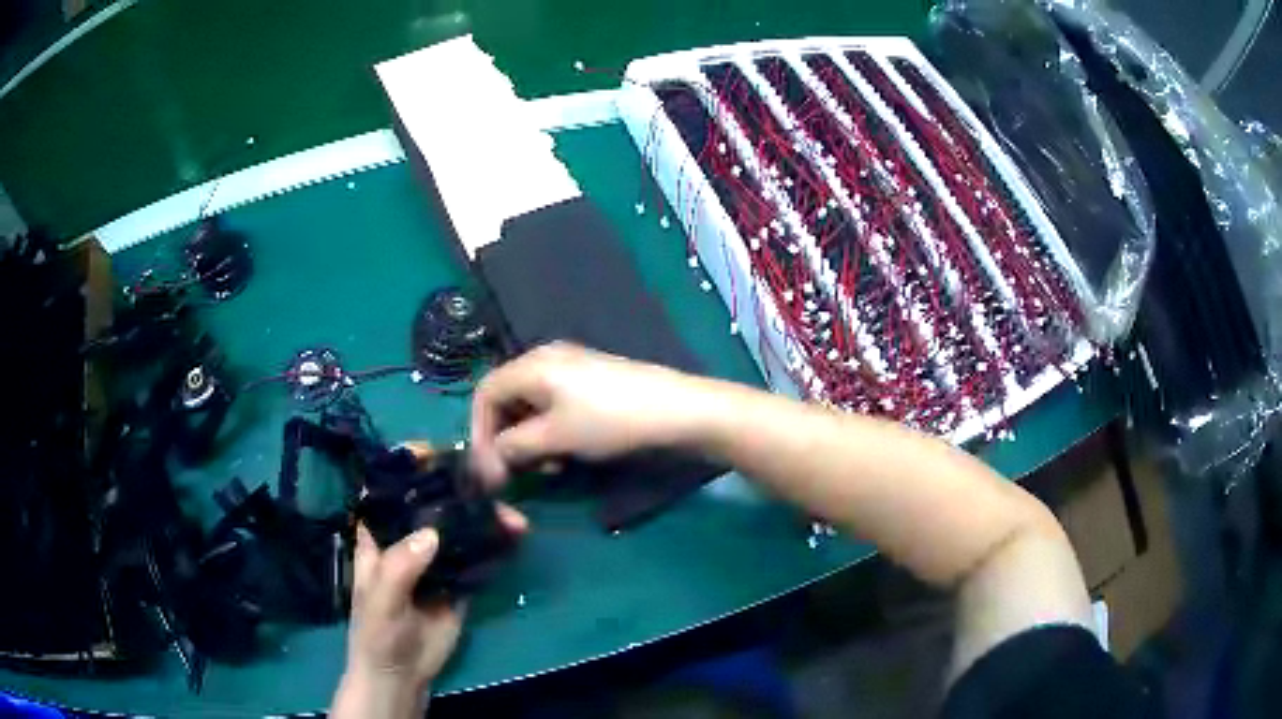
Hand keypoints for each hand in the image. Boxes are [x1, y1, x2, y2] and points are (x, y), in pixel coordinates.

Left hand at [332, 445, 527, 718]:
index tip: (435, 453)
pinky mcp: (459, 580)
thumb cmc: (376, 633)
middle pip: (431, 503)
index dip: (406, 467)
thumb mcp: (381, 601)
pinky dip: (496, 545)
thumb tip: (432, 534)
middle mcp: (407, 539)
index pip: (387, 490)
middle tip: (489, 479)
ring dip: (486, 518)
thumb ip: (400, 568)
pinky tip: (516, 536)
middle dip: (459, 490)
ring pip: (460, 528)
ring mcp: (435, 559)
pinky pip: (479, 557)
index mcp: (379, 536)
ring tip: (512, 516)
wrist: (402, 674)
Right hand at [469, 342, 705, 484]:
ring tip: (545, 467)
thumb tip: (493, 459)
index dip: (479, 433)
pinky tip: (565, 454)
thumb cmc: (610, 421)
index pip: (485, 394)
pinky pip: (553, 406)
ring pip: (530, 406)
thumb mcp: (556, 437)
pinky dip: (549, 432)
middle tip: (515, 472)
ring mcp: (570, 368)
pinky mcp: (590, 382)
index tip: (487, 469)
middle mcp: (546, 359)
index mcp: (532, 364)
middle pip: (506, 399)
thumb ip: (514, 447)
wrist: (676, 410)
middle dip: (505, 439)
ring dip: (528, 439)